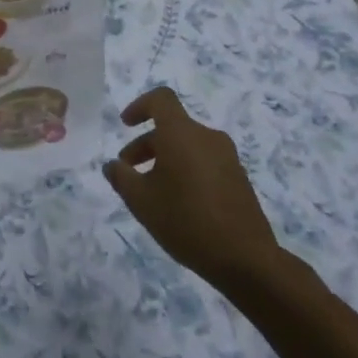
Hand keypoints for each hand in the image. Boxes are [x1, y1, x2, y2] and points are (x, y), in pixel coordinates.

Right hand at [104, 88, 279, 285]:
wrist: (245, 258)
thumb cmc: (185, 221)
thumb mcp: (141, 201)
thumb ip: (121, 177)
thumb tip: (112, 165)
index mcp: (182, 133)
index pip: (161, 99)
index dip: (139, 106)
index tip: (125, 125)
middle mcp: (207, 137)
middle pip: (172, 127)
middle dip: (146, 144)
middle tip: (128, 171)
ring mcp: (227, 157)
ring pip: (188, 145)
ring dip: (165, 159)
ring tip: (151, 191)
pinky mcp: (239, 178)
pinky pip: (204, 161)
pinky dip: (185, 170)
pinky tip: (178, 203)